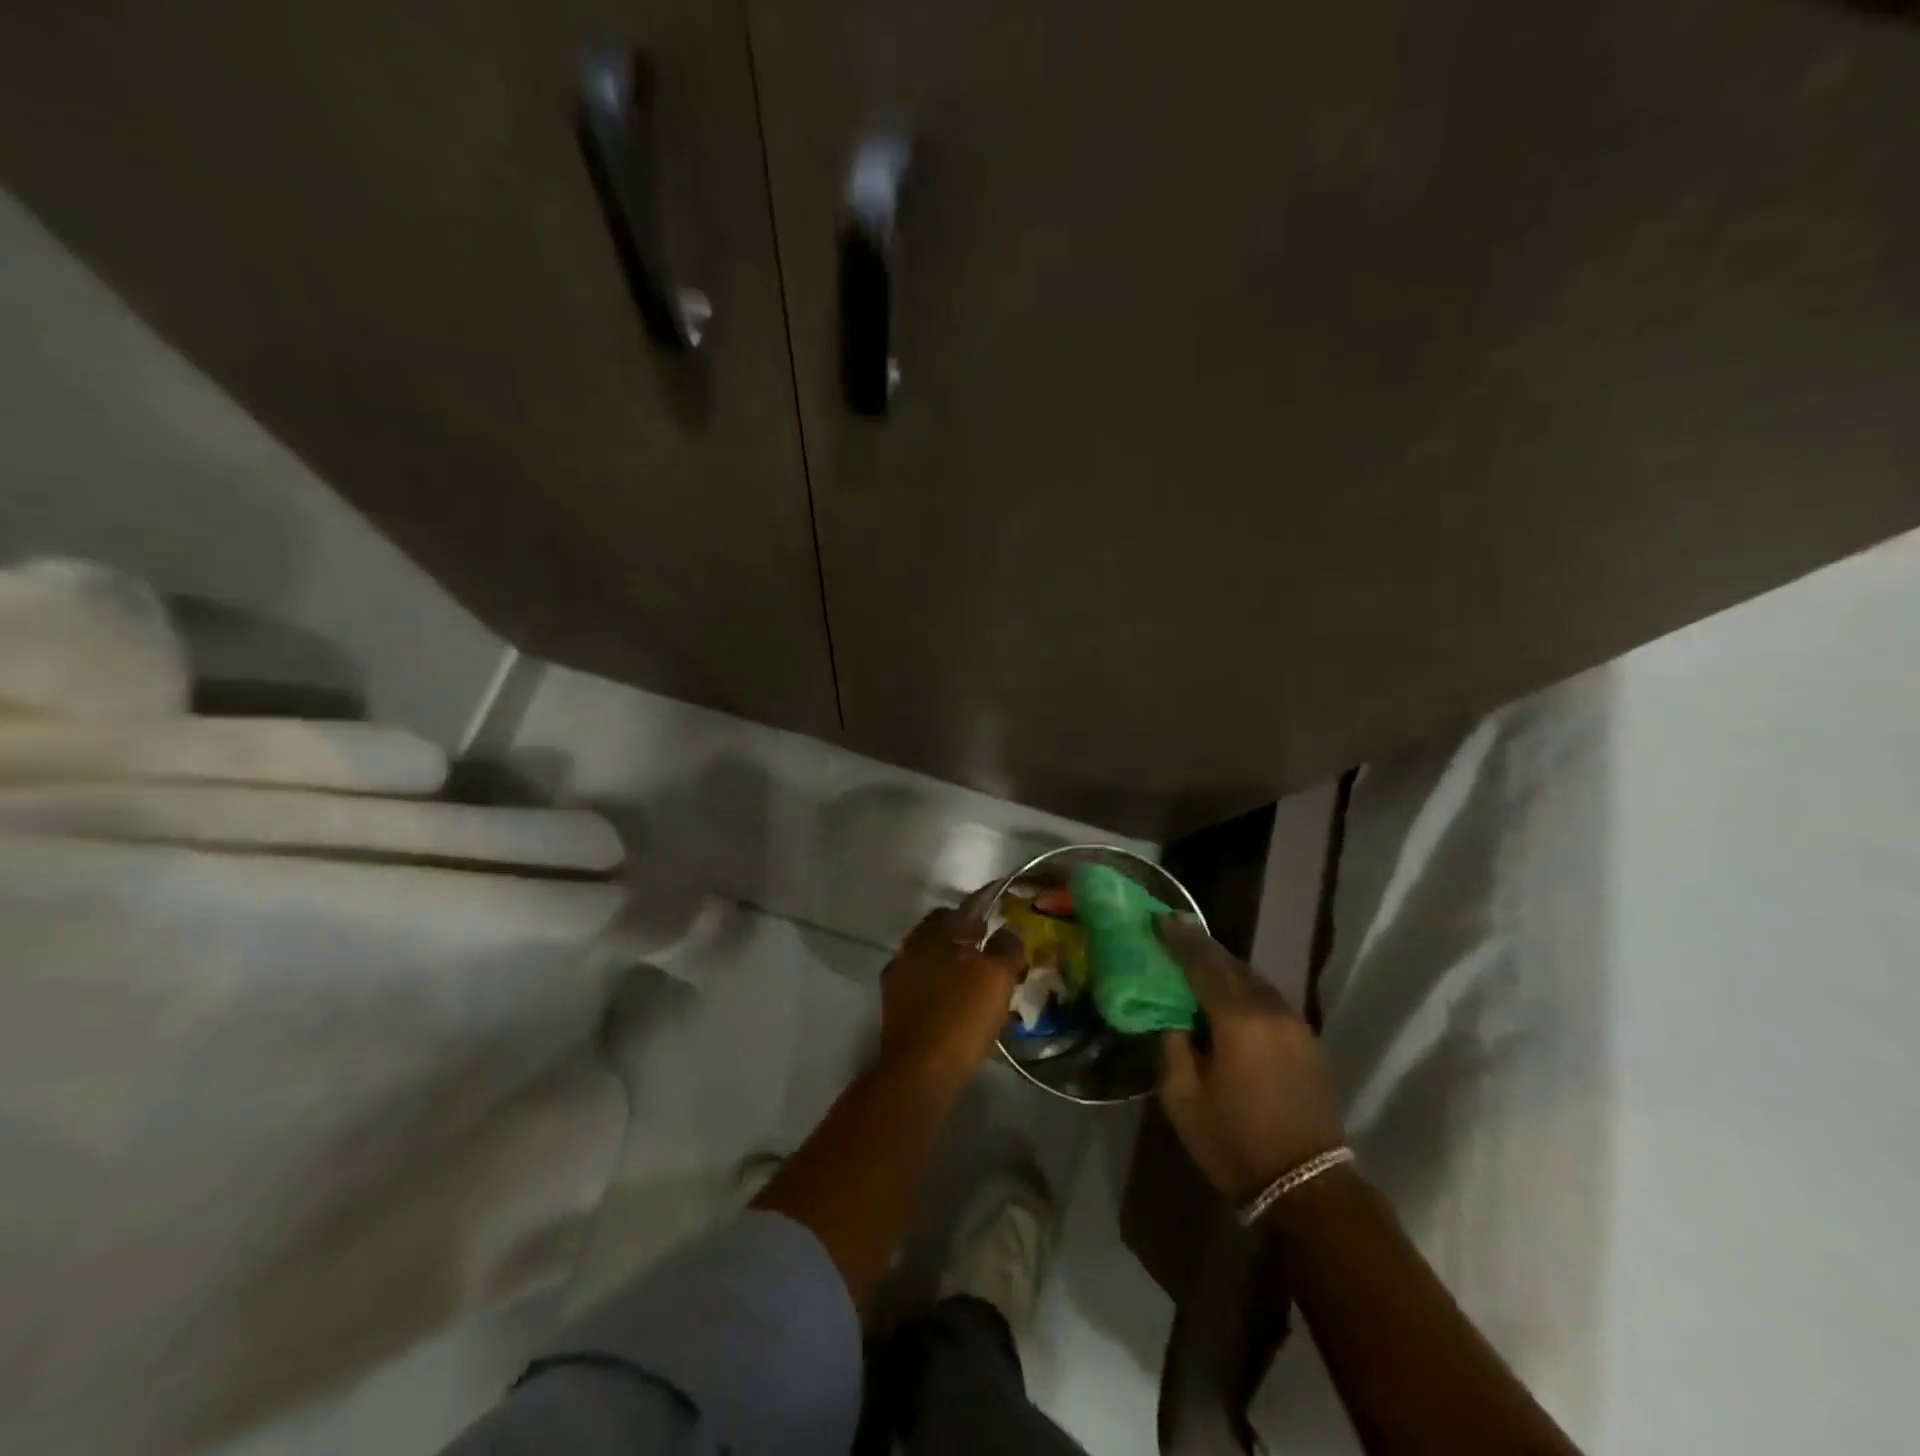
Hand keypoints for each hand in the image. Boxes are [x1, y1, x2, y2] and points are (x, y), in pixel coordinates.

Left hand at [878, 886, 1025, 1084]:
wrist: (919, 1073)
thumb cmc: (961, 1016)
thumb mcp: (996, 977)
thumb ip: (1005, 947)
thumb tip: (1008, 930)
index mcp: (932, 934)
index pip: (961, 908)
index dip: (984, 905)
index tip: (1002, 907)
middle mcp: (909, 949)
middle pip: (941, 932)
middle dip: (966, 934)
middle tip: (993, 944)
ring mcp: (897, 980)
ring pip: (931, 958)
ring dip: (953, 961)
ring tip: (980, 976)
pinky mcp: (895, 1009)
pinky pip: (924, 984)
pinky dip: (942, 985)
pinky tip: (959, 1001)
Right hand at [1157, 918, 1345, 1203]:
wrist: (1308, 1187)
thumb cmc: (1235, 1143)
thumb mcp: (1182, 1098)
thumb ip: (1172, 1045)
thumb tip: (1170, 1015)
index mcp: (1237, 1019)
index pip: (1202, 963)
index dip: (1178, 939)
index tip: (1159, 919)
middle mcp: (1270, 1009)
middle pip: (1230, 963)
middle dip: (1201, 946)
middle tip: (1174, 932)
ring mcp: (1295, 1022)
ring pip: (1253, 978)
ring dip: (1224, 966)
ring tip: (1198, 961)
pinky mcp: (1308, 1038)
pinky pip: (1269, 997)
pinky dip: (1244, 987)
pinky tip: (1230, 995)